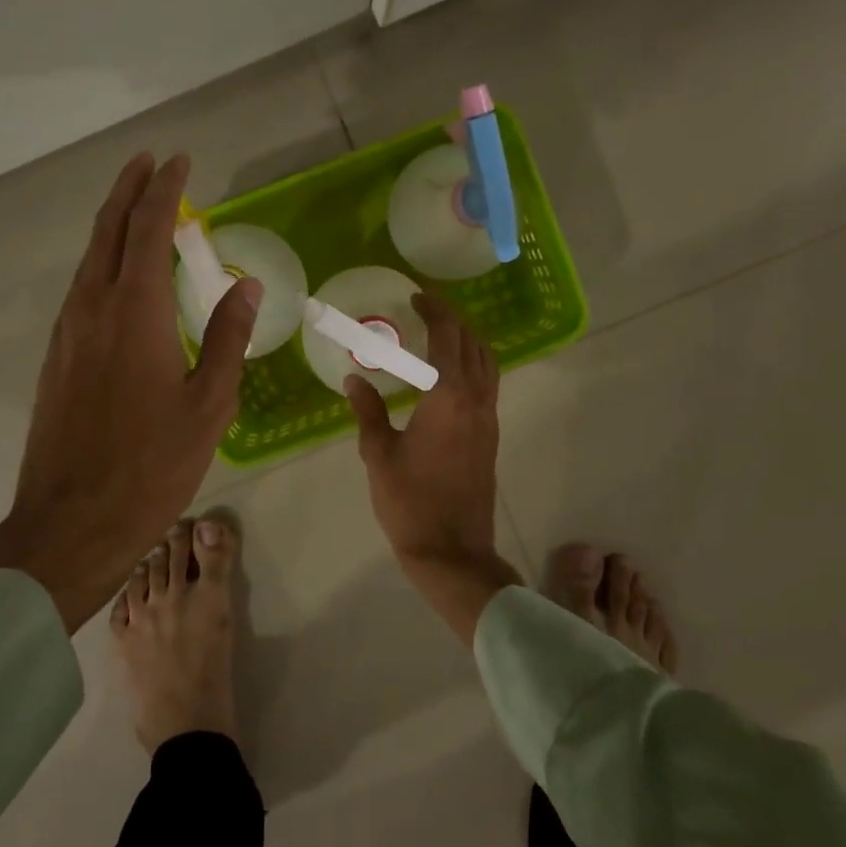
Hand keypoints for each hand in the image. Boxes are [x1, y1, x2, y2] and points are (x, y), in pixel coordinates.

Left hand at [0, 153, 260, 630]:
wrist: (71, 522)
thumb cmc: (153, 465)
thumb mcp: (209, 403)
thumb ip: (228, 336)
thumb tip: (245, 283)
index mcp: (135, 313)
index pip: (148, 231)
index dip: (164, 191)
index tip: (179, 160)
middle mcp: (92, 309)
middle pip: (108, 232)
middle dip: (129, 191)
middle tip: (149, 163)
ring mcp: (68, 333)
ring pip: (89, 260)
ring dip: (113, 225)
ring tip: (137, 207)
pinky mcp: (57, 357)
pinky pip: (81, 289)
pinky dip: (103, 262)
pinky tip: (118, 273)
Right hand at [346, 294, 521, 643]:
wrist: (452, 550)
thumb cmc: (410, 501)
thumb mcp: (379, 453)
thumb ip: (368, 410)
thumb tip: (355, 379)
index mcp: (450, 397)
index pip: (448, 337)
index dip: (435, 311)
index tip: (417, 296)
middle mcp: (477, 401)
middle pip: (474, 345)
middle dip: (453, 320)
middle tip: (425, 309)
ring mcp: (489, 420)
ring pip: (487, 364)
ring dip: (467, 341)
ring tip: (438, 335)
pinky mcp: (490, 437)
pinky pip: (487, 385)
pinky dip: (472, 365)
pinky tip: (446, 375)